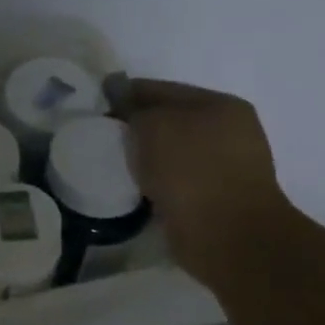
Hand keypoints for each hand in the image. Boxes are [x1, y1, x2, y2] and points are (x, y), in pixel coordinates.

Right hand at [105, 74, 295, 287]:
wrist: (226, 235)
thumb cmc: (190, 169)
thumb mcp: (152, 124)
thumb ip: (133, 108)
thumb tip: (122, 103)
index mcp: (220, 105)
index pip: (160, 89)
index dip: (124, 96)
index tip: (95, 109)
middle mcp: (228, 131)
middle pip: (167, 121)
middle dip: (135, 128)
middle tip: (101, 138)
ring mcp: (225, 167)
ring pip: (170, 153)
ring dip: (145, 158)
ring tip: (113, 165)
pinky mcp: (215, 199)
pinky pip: (174, 181)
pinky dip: (154, 182)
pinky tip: (133, 188)